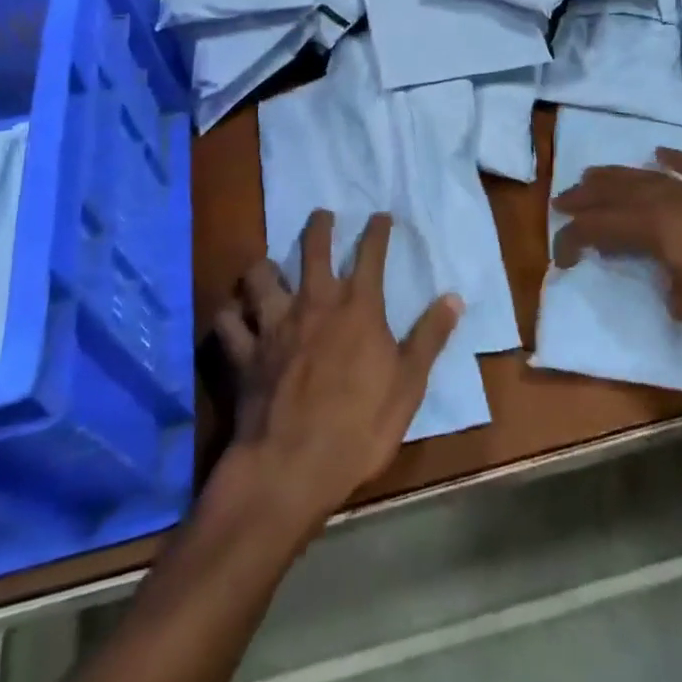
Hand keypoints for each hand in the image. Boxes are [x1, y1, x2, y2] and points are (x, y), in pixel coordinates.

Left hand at [213, 211, 461, 528]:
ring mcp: (273, 325)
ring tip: (266, 264)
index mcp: (357, 308)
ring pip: (260, 277)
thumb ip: (430, 337)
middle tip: (322, 214)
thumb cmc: (360, 425)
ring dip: (264, 267)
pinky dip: (230, 315)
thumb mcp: (409, 383)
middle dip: (319, 226)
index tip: (381, 216)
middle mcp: (313, 303)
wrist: (293, 466)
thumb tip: (454, 297)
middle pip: (312, 249)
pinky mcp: (244, 353)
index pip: (371, 255)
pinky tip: (233, 315)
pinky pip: (228, 322)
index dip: (377, 231)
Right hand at [552, 149, 681, 361]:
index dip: (575, 239)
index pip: (602, 227)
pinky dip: (674, 160)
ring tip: (594, 175)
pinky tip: (660, 153)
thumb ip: (666, 283)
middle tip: (562, 202)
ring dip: (618, 176)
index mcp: (659, 229)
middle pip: (618, 193)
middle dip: (587, 197)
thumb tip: (664, 273)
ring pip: (649, 177)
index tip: (561, 256)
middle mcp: (674, 202)